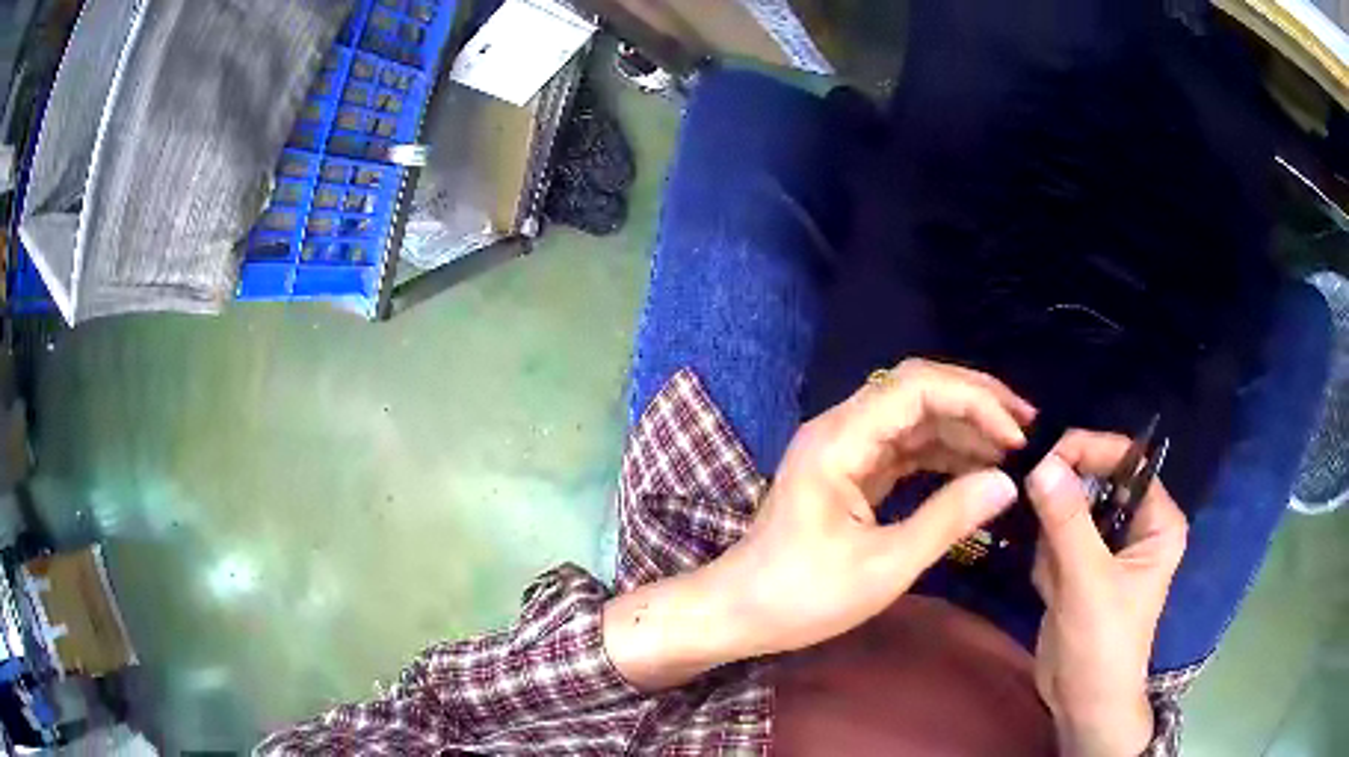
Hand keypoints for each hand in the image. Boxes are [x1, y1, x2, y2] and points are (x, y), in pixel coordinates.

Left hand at [604, 359, 1034, 689]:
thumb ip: (948, 520)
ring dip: (963, 426)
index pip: (917, 388)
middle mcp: (841, 429)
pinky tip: (976, 467)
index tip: (1016, 435)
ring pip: (914, 415)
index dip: (974, 400)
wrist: (739, 612)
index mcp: (841, 440)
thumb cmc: (803, 597)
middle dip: (975, 401)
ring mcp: (845, 448)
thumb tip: (1007, 482)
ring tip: (1011, 448)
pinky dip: (943, 452)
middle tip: (1026, 427)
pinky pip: (905, 446)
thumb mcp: (884, 566)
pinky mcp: (851, 470)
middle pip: (917, 388)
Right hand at [1026, 431, 1187, 756]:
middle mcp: (1136, 525)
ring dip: (1052, 538)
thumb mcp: (1088, 582)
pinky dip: (1045, 558)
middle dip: (1064, 502)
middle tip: (1036, 517)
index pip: (1126, 460)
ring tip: (1054, 578)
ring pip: (1070, 510)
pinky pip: (1056, 539)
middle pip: (1096, 482)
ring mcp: (1107, 547)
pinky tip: (1051, 590)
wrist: (1082, 704)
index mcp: (1157, 520)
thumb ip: (1067, 521)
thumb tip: (1041, 463)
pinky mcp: (1082, 567)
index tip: (1043, 459)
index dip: (1088, 451)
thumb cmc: (1103, 644)